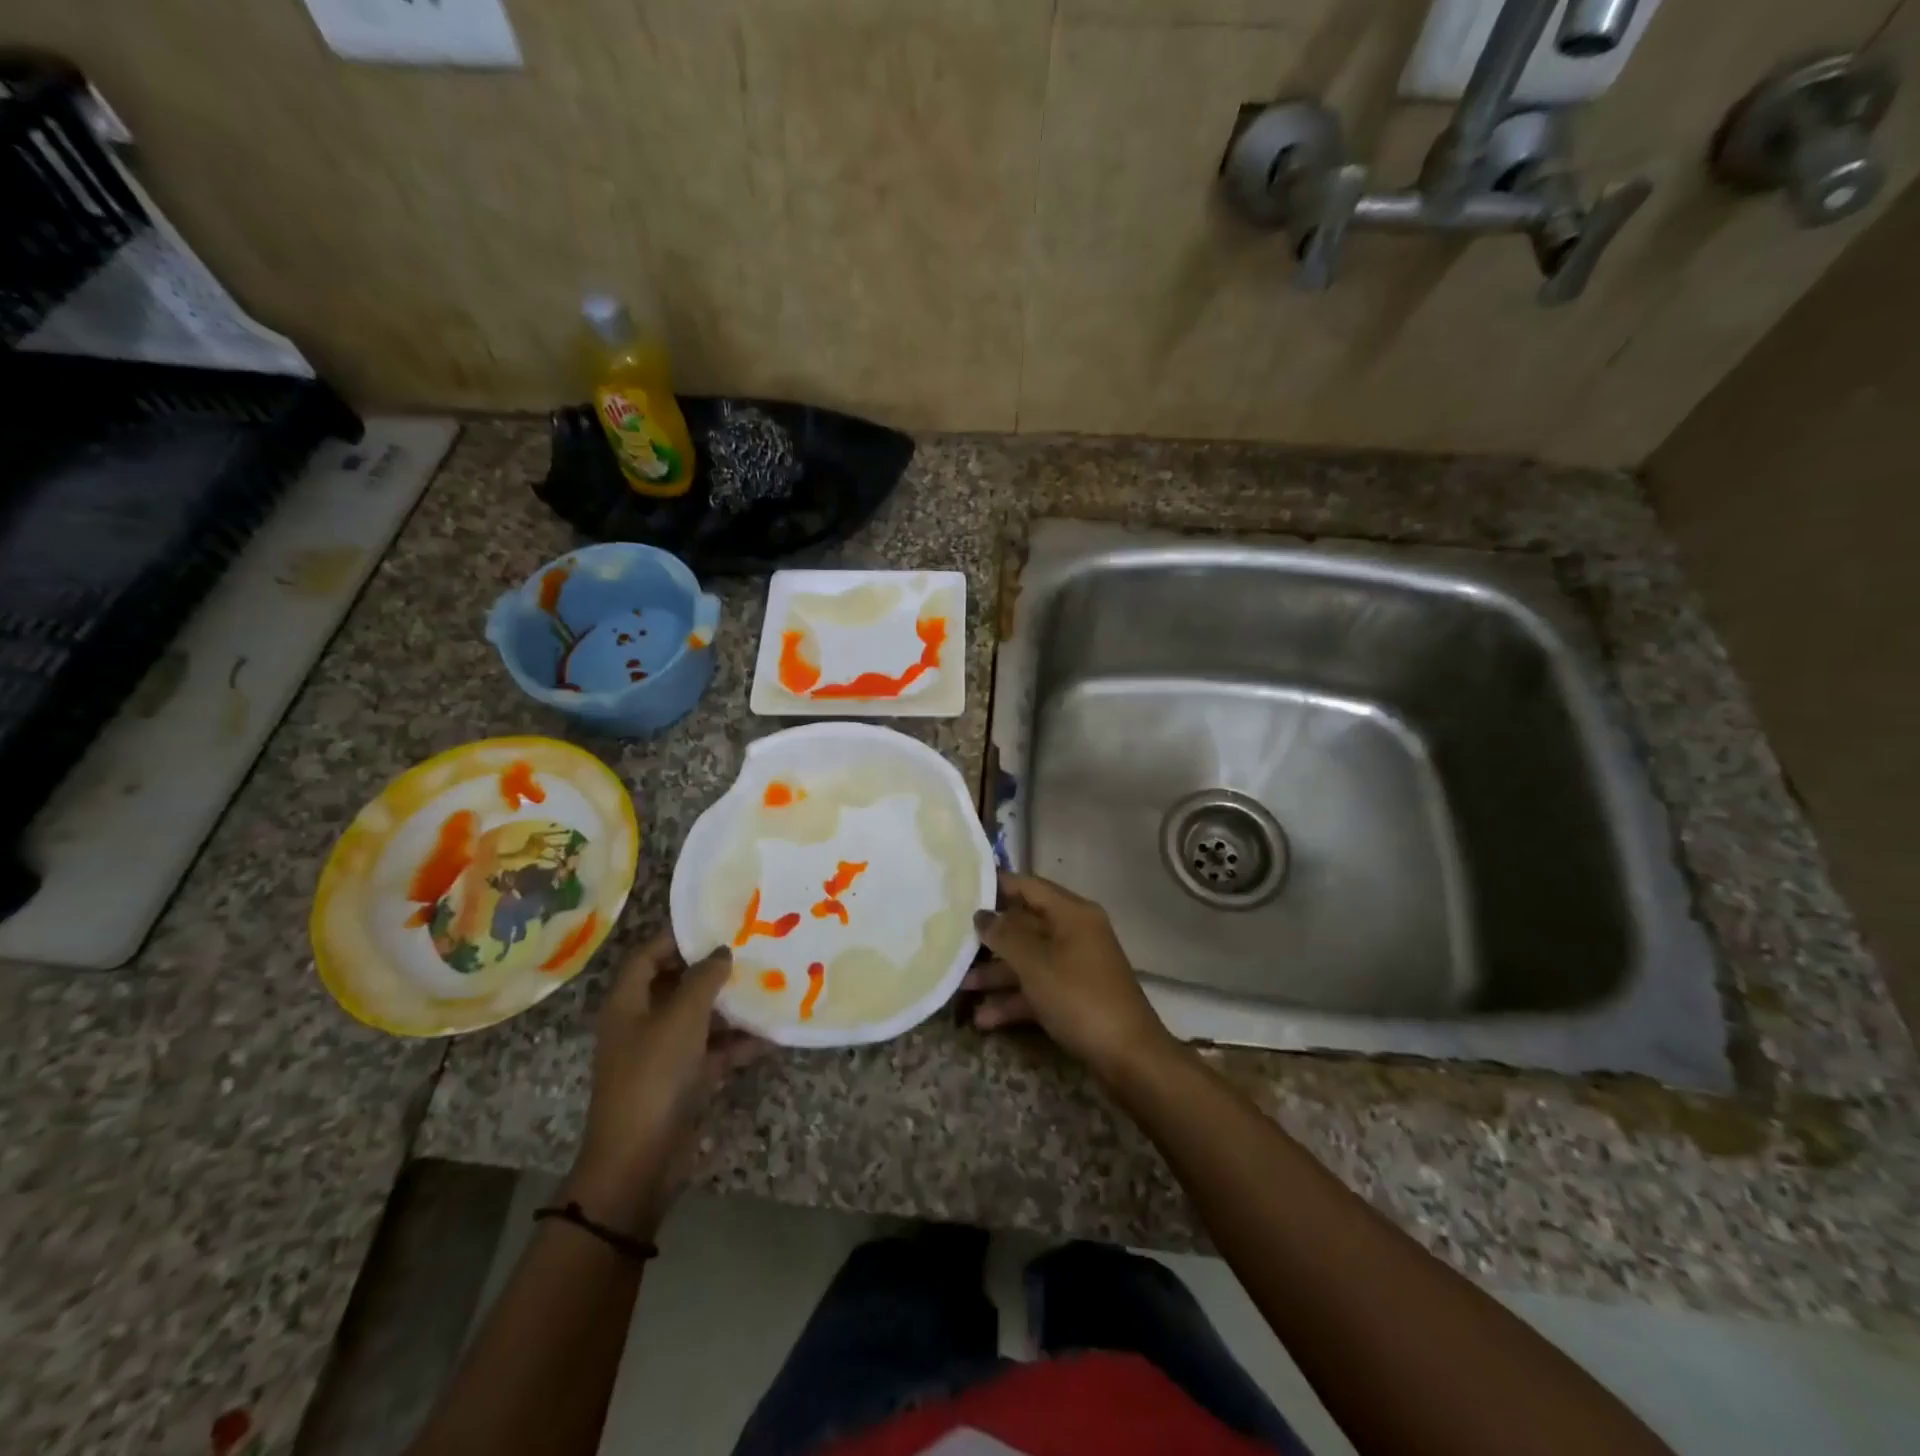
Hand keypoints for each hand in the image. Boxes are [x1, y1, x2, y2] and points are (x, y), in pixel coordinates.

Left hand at [563, 933, 766, 1239]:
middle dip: (711, 970)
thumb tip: (721, 952)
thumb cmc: (654, 1076)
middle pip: (675, 985)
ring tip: (767, 987)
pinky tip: (770, 1035)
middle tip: (749, 951)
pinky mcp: (681, 1081)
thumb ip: (703, 979)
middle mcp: (641, 1024)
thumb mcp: (682, 1018)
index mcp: (627, 1003)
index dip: (677, 937)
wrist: (639, 1161)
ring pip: (698, 1018)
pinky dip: (736, 1044)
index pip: (647, 955)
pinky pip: (712, 1052)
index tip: (716, 924)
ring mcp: (661, 1054)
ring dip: (729, 1007)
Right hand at [964, 873, 1174, 1082]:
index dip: (995, 886)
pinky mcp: (1074, 996)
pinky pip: (1037, 988)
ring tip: (960, 986)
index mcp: (1071, 913)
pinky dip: (1013, 1000)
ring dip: (996, 973)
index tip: (960, 890)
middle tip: (951, 939)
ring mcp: (1075, 965)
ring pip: (1028, 959)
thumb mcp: (1035, 963)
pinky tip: (983, 1018)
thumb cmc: (1079, 997)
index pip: (1028, 886)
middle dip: (990, 937)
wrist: (1128, 1056)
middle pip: (1025, 925)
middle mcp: (1074, 932)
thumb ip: (1004, 935)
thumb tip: (982, 915)